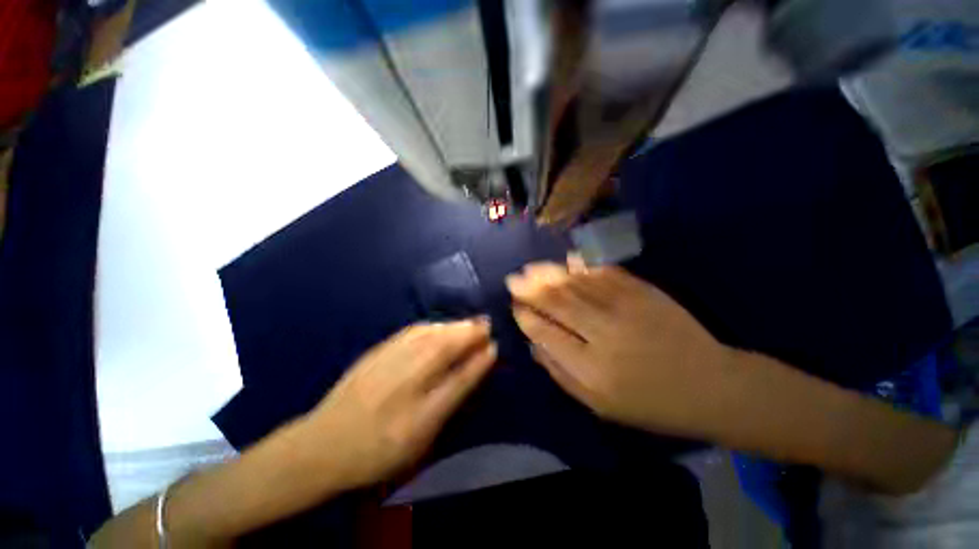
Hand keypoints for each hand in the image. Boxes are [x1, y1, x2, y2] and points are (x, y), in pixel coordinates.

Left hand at [303, 319, 496, 489]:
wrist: (322, 444)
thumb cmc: (378, 447)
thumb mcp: (422, 434)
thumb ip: (451, 398)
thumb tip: (473, 372)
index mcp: (419, 403)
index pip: (460, 373)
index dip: (479, 357)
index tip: (494, 343)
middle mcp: (407, 373)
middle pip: (446, 344)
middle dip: (470, 331)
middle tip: (487, 323)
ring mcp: (390, 357)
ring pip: (430, 333)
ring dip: (453, 325)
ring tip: (469, 322)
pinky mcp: (378, 350)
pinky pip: (412, 331)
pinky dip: (432, 325)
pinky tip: (439, 325)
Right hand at [507, 259, 735, 439]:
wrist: (711, 385)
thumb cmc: (651, 403)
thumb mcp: (599, 404)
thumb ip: (560, 373)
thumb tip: (532, 345)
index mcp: (590, 368)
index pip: (545, 332)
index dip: (526, 317)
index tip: (515, 307)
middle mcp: (603, 333)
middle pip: (557, 303)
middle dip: (530, 289)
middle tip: (513, 279)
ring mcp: (624, 307)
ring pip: (575, 285)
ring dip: (549, 274)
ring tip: (530, 268)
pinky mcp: (643, 292)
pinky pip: (604, 274)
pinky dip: (583, 265)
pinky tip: (567, 260)